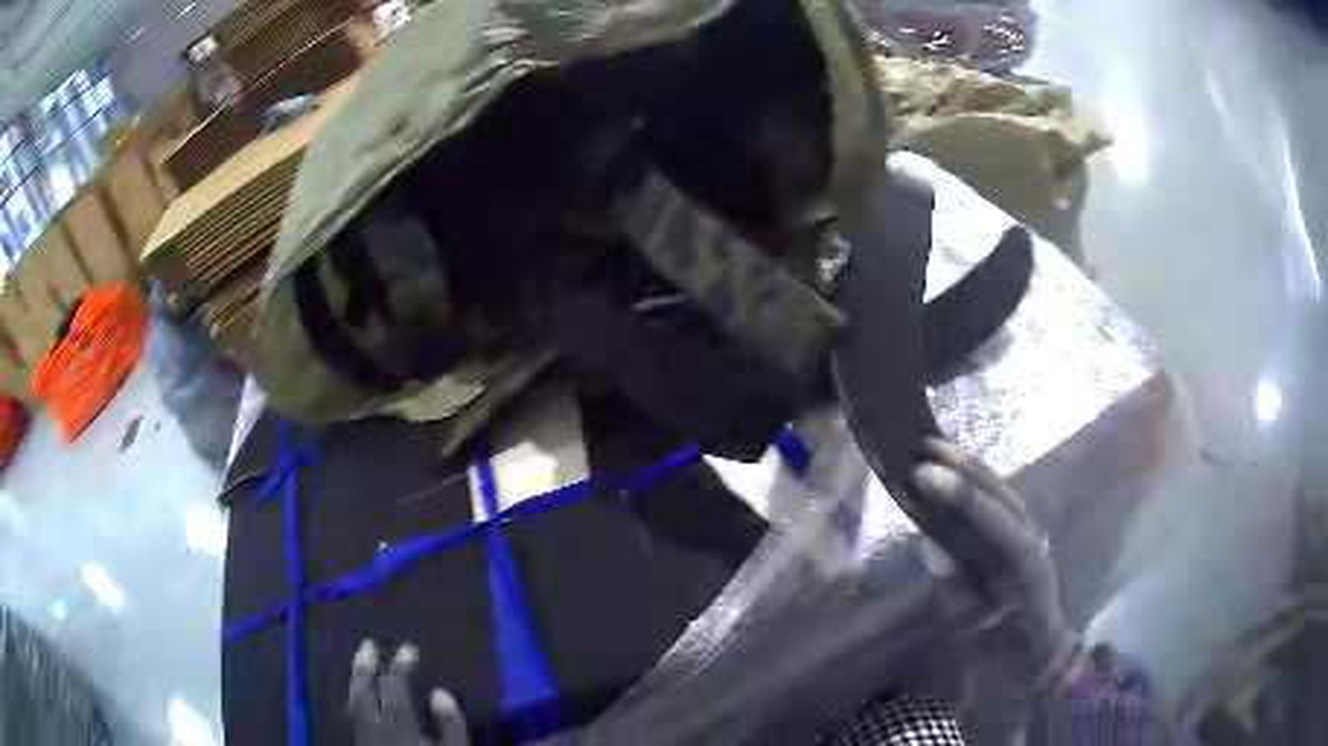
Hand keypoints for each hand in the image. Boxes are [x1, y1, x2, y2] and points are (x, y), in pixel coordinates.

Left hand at [348, 640, 468, 745]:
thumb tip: (440, 693)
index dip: (401, 665)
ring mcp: (363, 735)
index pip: (395, 687)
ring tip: (360, 663)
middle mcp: (374, 725)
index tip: (409, 649)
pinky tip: (360, 696)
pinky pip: (352, 713)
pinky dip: (355, 697)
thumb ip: (450, 726)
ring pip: (353, 701)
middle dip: (366, 666)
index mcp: (398, 724)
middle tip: (369, 644)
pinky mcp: (360, 744)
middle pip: (365, 690)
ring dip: (356, 679)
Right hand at [907, 439, 1077, 683]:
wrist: (1036, 659)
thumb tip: (934, 546)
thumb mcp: (974, 630)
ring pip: (1003, 493)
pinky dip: (977, 484)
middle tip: (925, 447)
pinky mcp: (1021, 537)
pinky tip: (956, 472)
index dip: (961, 496)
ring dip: (971, 469)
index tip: (926, 474)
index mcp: (1025, 565)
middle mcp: (1032, 539)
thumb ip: (956, 588)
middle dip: (966, 468)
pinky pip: (999, 504)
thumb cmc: (1005, 654)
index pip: (994, 520)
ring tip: (936, 449)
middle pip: (1002, 494)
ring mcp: (1030, 535)